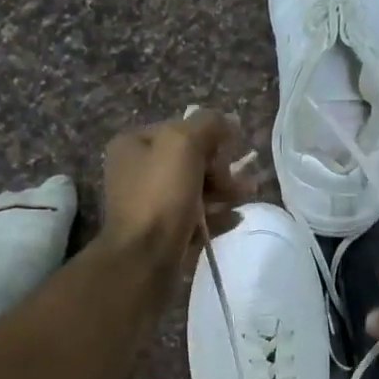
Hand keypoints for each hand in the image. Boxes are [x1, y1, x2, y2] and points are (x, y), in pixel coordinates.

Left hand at [101, 110, 253, 264]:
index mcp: (133, 144)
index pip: (180, 129)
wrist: (144, 258)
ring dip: (223, 192)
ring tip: (245, 198)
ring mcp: (148, 204)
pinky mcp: (162, 233)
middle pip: (190, 161)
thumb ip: (208, 124)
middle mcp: (136, 171)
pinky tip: (234, 220)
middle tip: (240, 182)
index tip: (231, 152)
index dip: (210, 138)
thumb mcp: (184, 144)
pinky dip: (216, 217)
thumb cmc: (161, 195)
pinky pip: (195, 218)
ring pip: (195, 190)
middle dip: (220, 169)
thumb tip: (228, 121)